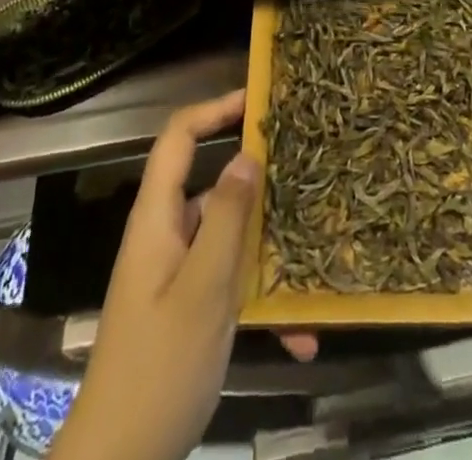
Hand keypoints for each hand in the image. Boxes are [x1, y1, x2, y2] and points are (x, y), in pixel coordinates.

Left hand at [50, 92, 315, 459]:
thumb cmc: (158, 370)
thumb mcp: (202, 292)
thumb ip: (225, 220)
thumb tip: (248, 154)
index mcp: (157, 219)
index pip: (179, 137)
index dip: (214, 109)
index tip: (259, 101)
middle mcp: (165, 235)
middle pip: (211, 183)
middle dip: (257, 181)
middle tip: (305, 173)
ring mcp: (175, 273)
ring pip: (227, 237)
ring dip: (267, 250)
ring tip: (314, 256)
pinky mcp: (186, 307)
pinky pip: (229, 283)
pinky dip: (260, 300)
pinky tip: (299, 336)